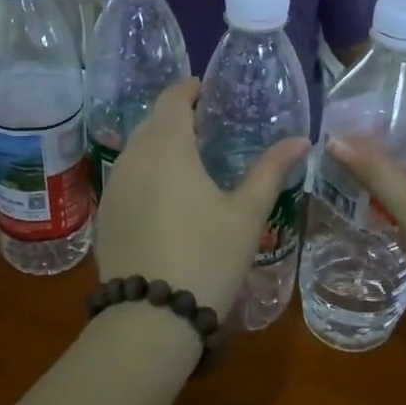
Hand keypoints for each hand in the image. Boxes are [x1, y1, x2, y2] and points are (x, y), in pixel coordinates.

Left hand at [95, 78, 310, 316]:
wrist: (152, 315)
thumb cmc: (208, 255)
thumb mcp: (247, 213)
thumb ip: (271, 171)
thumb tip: (301, 140)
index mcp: (167, 147)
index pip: (171, 99)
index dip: (188, 90)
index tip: (206, 91)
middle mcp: (133, 159)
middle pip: (151, 123)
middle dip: (175, 118)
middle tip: (204, 128)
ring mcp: (113, 189)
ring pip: (135, 152)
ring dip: (158, 147)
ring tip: (187, 162)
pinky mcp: (104, 217)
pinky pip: (125, 181)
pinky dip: (144, 176)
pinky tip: (163, 199)